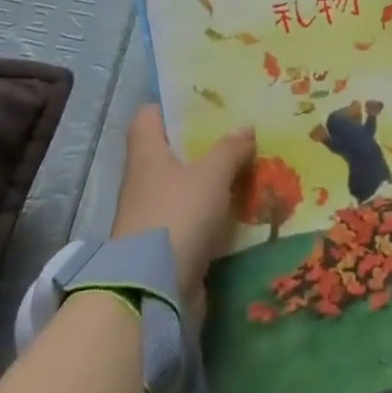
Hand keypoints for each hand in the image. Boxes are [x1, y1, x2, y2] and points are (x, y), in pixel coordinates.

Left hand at [110, 106, 254, 315]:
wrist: (153, 290)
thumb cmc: (177, 214)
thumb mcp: (211, 175)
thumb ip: (230, 149)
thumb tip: (246, 126)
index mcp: (147, 152)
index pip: (149, 115)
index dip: (172, 106)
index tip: (203, 103)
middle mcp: (144, 179)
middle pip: (171, 151)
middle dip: (202, 144)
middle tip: (237, 133)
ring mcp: (153, 213)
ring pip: (185, 185)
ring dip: (211, 180)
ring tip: (247, 167)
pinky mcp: (167, 244)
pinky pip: (193, 217)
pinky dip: (213, 212)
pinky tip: (241, 208)